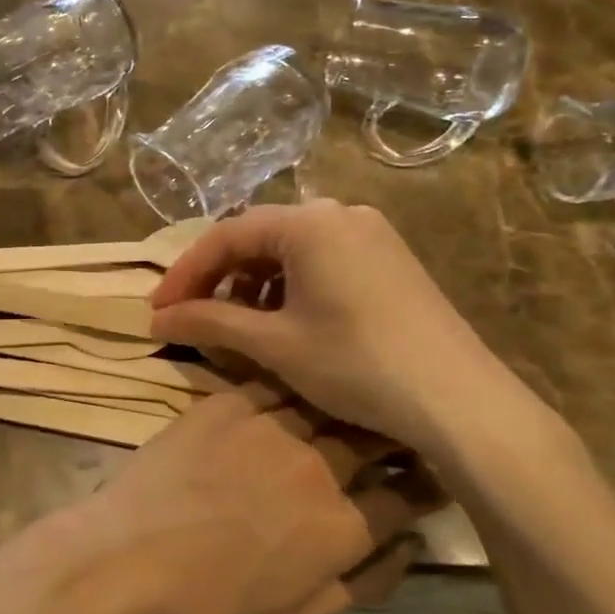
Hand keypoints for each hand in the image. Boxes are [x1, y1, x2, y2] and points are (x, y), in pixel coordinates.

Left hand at [85, 385, 441, 613]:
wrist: (138, 555)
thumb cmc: (219, 596)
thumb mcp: (305, 609)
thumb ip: (369, 580)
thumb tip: (411, 545)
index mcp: (344, 526)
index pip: (407, 495)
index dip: (425, 484)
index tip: (429, 474)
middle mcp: (320, 468)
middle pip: (374, 438)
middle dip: (392, 435)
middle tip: (391, 430)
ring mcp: (273, 428)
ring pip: (327, 403)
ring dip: (343, 404)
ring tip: (346, 401)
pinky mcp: (231, 403)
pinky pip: (275, 385)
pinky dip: (291, 388)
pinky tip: (293, 387)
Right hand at [149, 201, 549, 462]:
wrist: (460, 400)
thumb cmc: (357, 364)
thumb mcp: (274, 344)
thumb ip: (209, 322)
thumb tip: (155, 318)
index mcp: (308, 223)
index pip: (225, 236)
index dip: (184, 273)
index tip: (156, 309)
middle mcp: (340, 213)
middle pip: (257, 237)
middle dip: (218, 277)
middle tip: (189, 316)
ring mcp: (370, 233)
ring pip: (289, 249)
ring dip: (252, 283)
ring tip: (235, 324)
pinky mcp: (388, 258)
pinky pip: (321, 259)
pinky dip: (289, 285)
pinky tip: (283, 320)